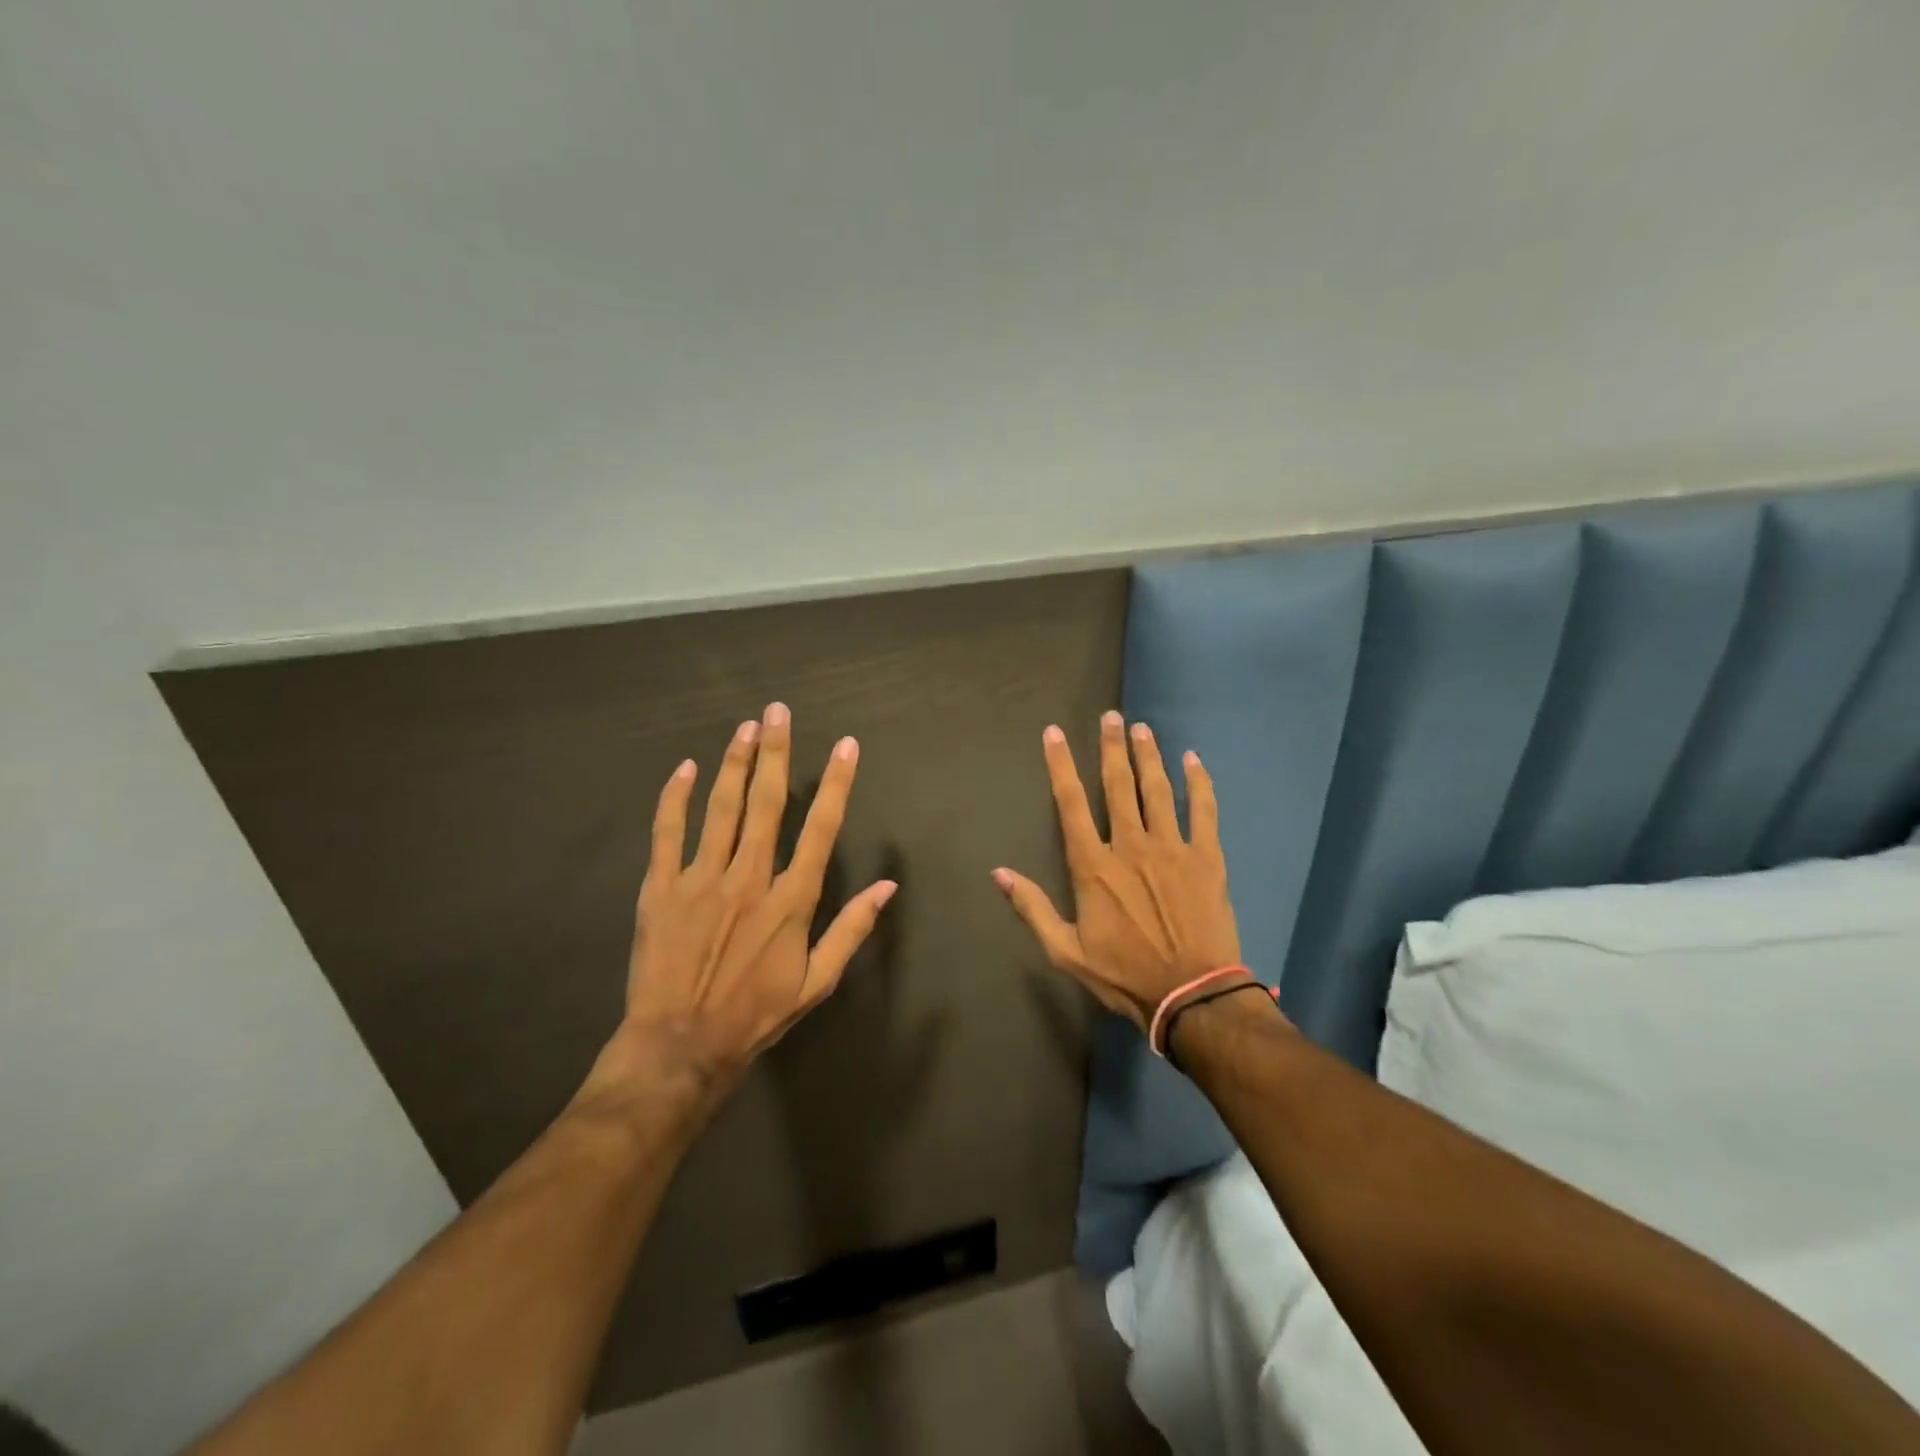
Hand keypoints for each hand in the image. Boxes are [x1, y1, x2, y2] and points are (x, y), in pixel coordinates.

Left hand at [589, 704, 897, 1112]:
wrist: (680, 1046)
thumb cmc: (755, 1014)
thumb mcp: (817, 982)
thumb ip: (851, 930)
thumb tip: (888, 886)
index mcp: (790, 900)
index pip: (821, 828)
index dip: (836, 783)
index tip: (845, 746)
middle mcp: (748, 877)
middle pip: (766, 802)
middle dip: (775, 752)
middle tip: (778, 711)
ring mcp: (701, 879)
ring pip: (720, 807)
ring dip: (734, 763)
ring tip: (745, 726)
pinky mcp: (660, 888)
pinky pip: (667, 832)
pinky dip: (676, 798)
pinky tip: (687, 768)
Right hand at [992, 711, 1241, 1029]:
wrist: (1190, 995)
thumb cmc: (1124, 974)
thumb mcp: (1066, 951)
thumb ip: (1032, 908)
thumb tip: (998, 873)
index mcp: (1094, 866)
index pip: (1071, 803)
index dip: (1060, 765)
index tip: (1054, 734)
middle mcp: (1130, 845)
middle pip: (1118, 786)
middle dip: (1111, 747)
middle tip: (1110, 717)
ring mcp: (1172, 848)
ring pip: (1158, 790)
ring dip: (1149, 756)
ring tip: (1142, 728)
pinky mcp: (1207, 857)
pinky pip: (1204, 811)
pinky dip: (1199, 783)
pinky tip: (1193, 760)